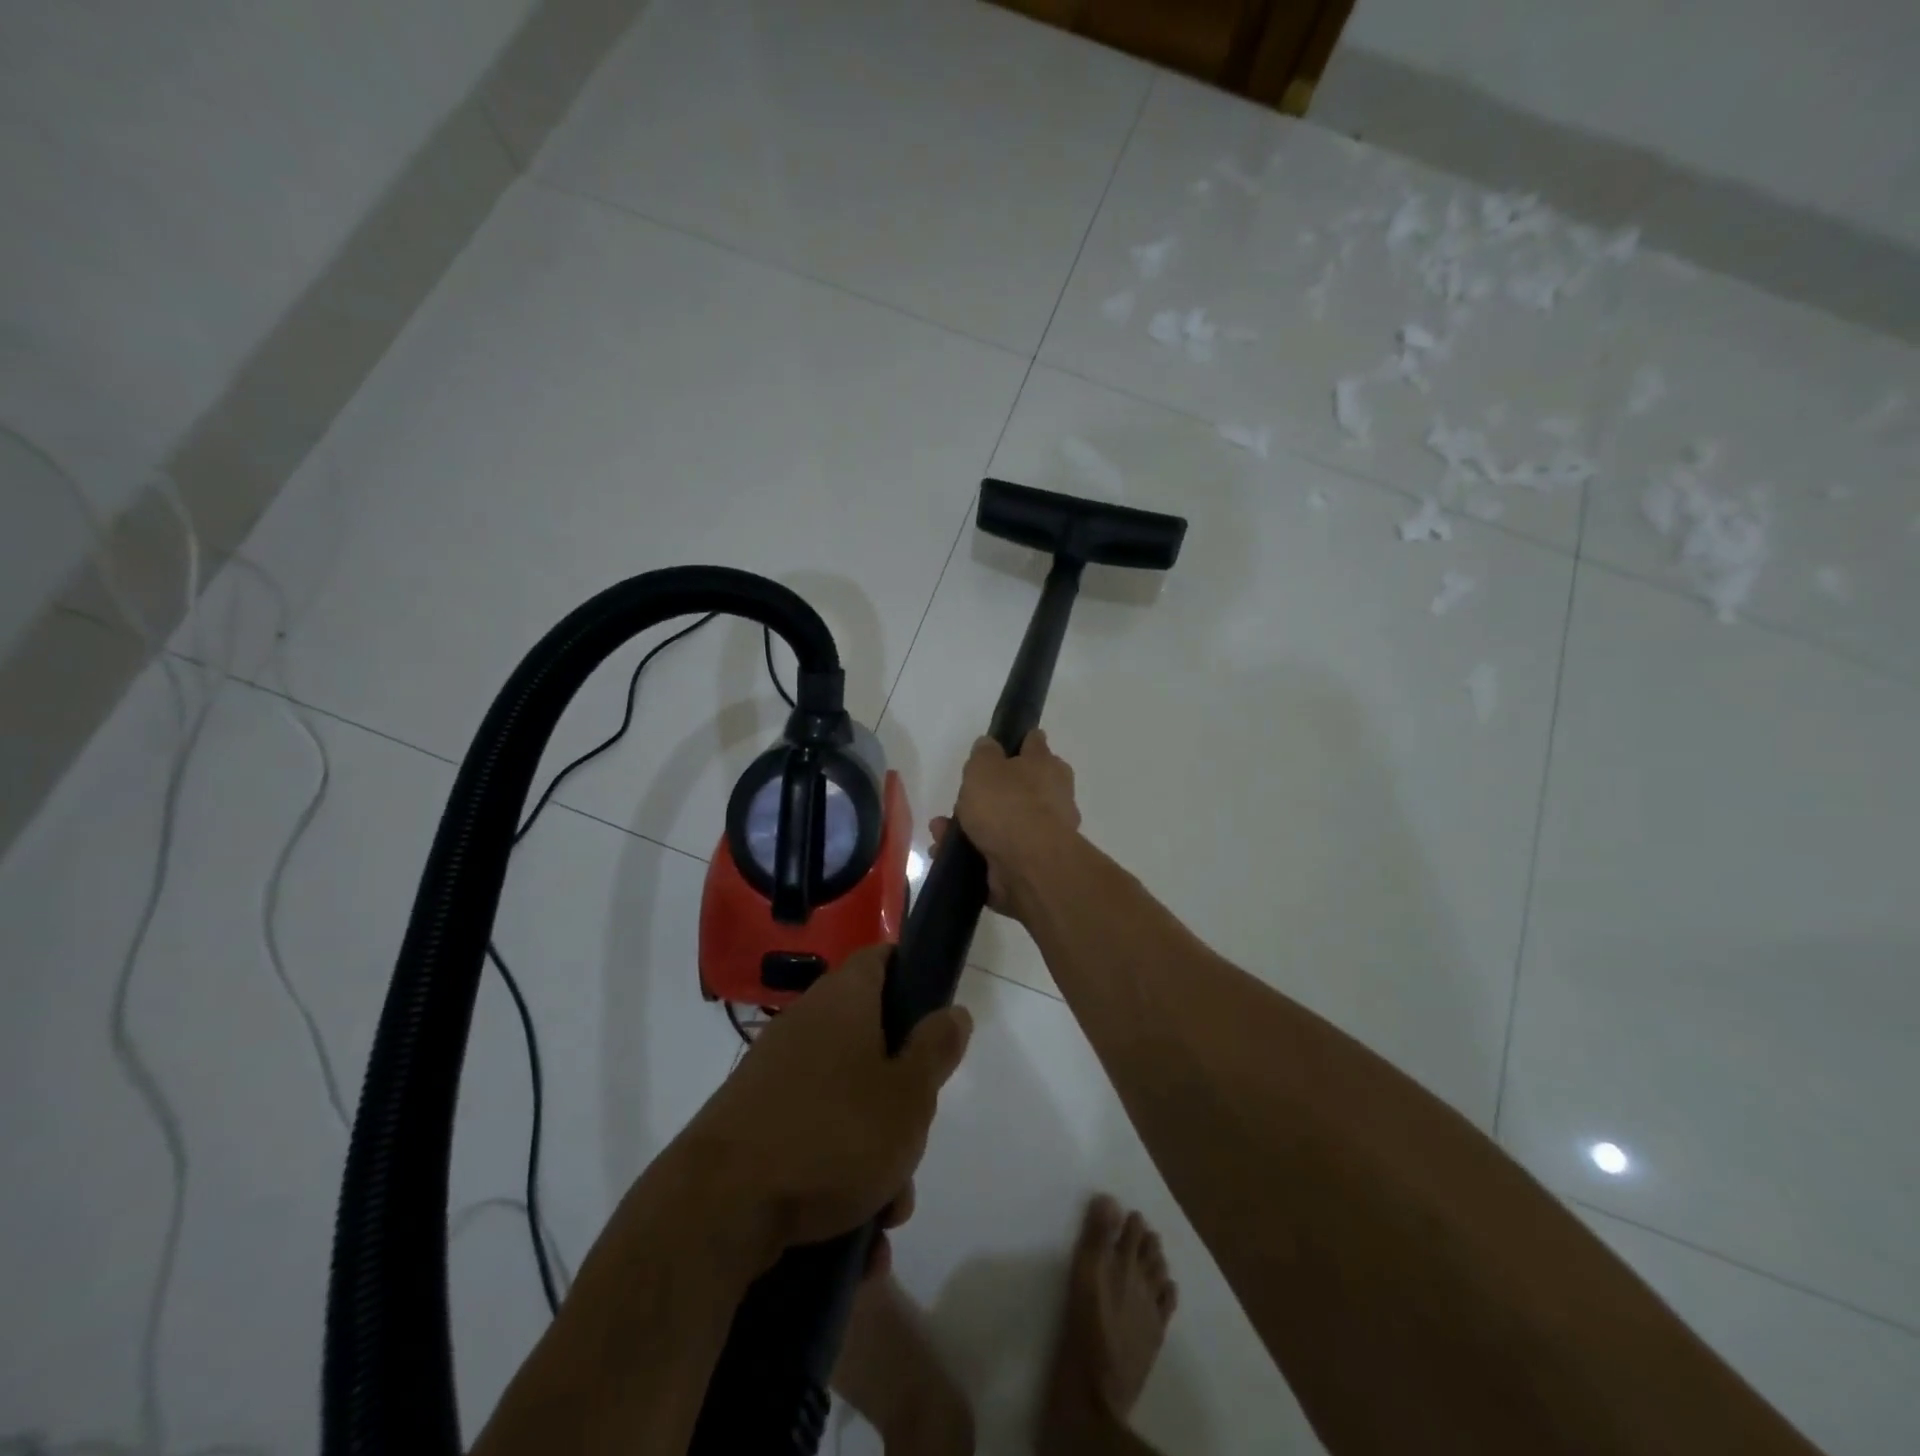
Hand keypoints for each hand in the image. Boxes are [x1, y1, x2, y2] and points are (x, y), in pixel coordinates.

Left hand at [678, 946, 971, 1264]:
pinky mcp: (753, 1124)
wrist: (718, 1209)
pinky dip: (836, 1180)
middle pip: (871, 1041)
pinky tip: (853, 1243)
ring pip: (846, 1101)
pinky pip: (813, 1139)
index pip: (881, 959)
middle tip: (914, 1139)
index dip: (911, 974)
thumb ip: (936, 1050)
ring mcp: (775, 1075)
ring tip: (886, 1216)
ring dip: (874, 1155)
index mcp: (844, 1001)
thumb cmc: (833, 1135)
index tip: (933, 1016)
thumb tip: (954, 1012)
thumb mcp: (908, 1095)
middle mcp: (806, 1025)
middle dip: (901, 1096)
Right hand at [932, 729, 1081, 917]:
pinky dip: (971, 853)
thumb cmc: (1008, 804)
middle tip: (960, 799)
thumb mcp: (985, 767)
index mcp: (1047, 766)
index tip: (1001, 746)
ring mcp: (1042, 833)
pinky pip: (995, 852)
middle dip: (984, 794)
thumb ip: (984, 753)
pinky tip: (946, 854)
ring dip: (970, 826)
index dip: (1018, 743)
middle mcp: (1052, 797)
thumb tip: (989, 745)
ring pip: (1001, 822)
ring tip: (940, 831)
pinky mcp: (1029, 864)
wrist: (1028, 864)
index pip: (1034, 745)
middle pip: (1016, 788)